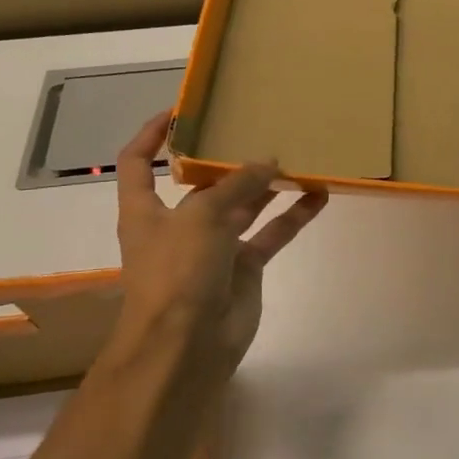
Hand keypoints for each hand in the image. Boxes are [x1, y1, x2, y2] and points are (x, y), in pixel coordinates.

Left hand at [109, 112, 327, 380]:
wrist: (187, 345)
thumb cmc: (177, 272)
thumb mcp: (201, 216)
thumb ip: (237, 185)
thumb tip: (269, 163)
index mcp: (147, 210)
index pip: (139, 163)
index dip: (152, 136)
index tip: (178, 112)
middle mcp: (179, 224)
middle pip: (203, 183)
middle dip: (227, 159)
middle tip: (259, 129)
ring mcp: (214, 247)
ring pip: (244, 206)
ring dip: (268, 185)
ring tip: (298, 157)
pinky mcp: (244, 267)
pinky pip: (271, 233)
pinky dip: (293, 216)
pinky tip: (318, 195)